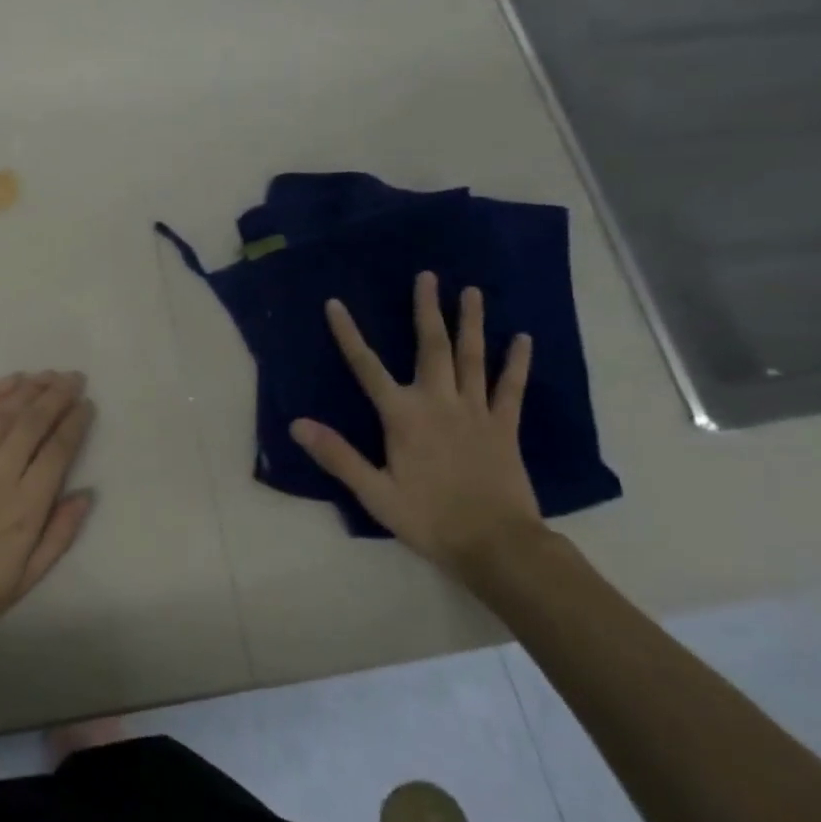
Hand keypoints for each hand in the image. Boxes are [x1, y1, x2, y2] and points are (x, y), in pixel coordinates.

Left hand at [0, 370, 95, 666]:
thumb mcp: (24, 580)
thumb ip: (59, 535)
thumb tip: (86, 494)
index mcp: (25, 508)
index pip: (57, 451)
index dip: (74, 424)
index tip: (87, 404)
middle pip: (33, 424)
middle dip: (57, 396)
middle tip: (74, 377)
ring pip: (4, 415)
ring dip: (29, 390)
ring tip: (49, 374)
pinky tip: (10, 384)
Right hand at [289, 272, 542, 577]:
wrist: (496, 545)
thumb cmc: (428, 518)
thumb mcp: (374, 493)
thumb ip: (337, 455)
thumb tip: (297, 424)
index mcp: (403, 416)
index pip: (367, 367)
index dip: (349, 334)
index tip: (336, 304)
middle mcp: (439, 402)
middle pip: (431, 347)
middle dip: (426, 310)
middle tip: (427, 276)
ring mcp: (476, 411)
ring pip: (472, 357)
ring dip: (470, 323)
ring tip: (471, 291)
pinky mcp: (504, 426)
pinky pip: (510, 388)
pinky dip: (515, 362)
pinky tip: (522, 339)